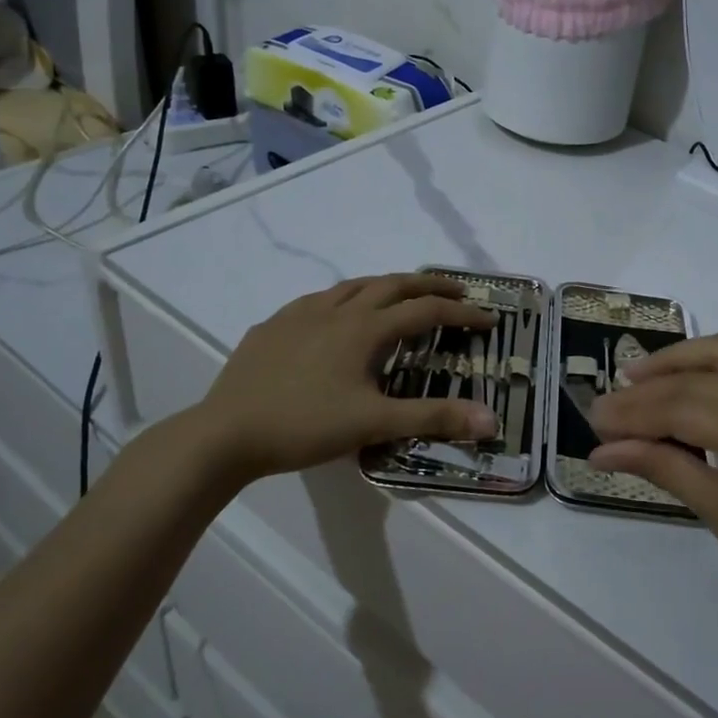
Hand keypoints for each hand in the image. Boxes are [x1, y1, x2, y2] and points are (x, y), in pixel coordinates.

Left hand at [183, 273, 498, 488]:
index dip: (461, 314)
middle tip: (456, 292)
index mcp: (364, 329)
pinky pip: (318, 300)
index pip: (425, 312)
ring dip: (386, 286)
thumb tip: (492, 420)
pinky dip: (345, 299)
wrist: (225, 433)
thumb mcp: (374, 424)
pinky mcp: (273, 325)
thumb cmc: (305, 426)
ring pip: (353, 285)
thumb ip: (434, 419)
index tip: (488, 318)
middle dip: (429, 286)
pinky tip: (337, 317)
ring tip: (401, 296)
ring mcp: (300, 313)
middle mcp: (336, 309)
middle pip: (392, 284)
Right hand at [588, 334, 717, 643]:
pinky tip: (701, 373)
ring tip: (643, 375)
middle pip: (699, 377)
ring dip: (684, 357)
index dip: (632, 412)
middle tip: (609, 403)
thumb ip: (661, 467)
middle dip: (648, 389)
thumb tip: (601, 450)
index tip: (594, 419)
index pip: (681, 408)